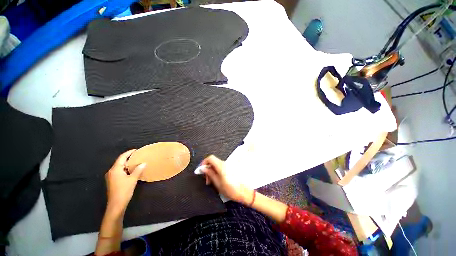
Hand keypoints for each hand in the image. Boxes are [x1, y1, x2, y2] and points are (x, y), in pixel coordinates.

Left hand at [105, 149, 145, 214]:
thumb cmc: (124, 190)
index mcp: (115, 169)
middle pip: (120, 162)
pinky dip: (125, 169)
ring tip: (136, 162)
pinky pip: (119, 171)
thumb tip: (144, 163)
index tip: (136, 150)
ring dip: (127, 164)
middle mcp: (111, 172)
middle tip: (138, 156)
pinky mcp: (113, 181)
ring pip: (119, 167)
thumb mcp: (133, 179)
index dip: (129, 153)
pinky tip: (132, 170)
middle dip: (128, 158)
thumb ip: (138, 170)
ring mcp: (111, 177)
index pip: (122, 157)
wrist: (116, 204)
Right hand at [201, 155, 253, 205]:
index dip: (204, 162)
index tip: (201, 169)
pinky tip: (217, 180)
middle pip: (213, 161)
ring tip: (211, 181)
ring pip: (217, 165)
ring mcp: (229, 165)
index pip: (210, 158)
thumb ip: (210, 174)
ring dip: (212, 171)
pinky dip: (217, 171)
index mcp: (221, 166)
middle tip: (206, 178)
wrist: (244, 192)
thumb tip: (203, 169)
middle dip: (208, 168)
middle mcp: (225, 163)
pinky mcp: (231, 168)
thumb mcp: (217, 183)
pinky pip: (221, 167)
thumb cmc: (232, 190)